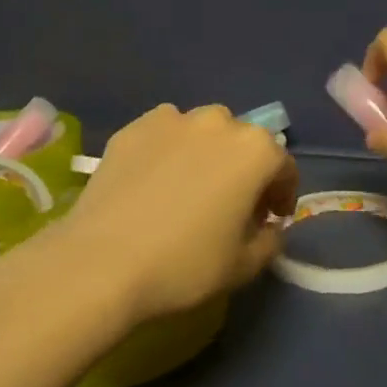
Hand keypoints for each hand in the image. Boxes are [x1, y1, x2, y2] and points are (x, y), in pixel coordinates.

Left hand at [48, 104, 297, 322]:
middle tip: (232, 203)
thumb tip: (268, 227)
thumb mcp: (244, 265)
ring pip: (202, 132)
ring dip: (206, 153)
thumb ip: (269, 240)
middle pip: (243, 142)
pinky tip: (154, 181)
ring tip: (190, 186)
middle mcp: (218, 123)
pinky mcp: (132, 128)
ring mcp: (172, 120)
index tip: (272, 218)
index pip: (283, 167)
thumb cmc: (185, 265)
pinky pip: (163, 135)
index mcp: (255, 150)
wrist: (103, 262)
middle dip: (244, 169)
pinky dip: (168, 151)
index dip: (282, 194)